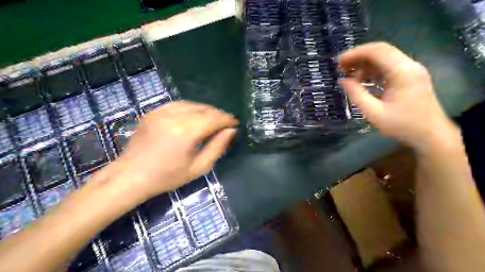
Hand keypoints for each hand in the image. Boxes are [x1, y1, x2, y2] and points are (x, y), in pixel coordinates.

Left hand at [109, 101, 238, 200]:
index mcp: (187, 132)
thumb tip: (231, 131)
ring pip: (192, 104)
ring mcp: (161, 111)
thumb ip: (217, 147)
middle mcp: (175, 116)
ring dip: (206, 110)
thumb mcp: (198, 167)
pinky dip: (191, 108)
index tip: (235, 123)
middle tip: (226, 123)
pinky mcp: (153, 112)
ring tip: (213, 119)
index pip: (214, 118)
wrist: (131, 176)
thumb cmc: (168, 176)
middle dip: (218, 114)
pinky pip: (178, 104)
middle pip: (205, 109)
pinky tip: (194, 115)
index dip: (227, 119)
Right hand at [338, 42, 458, 152]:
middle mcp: (409, 66)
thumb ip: (356, 95)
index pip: (377, 51)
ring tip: (349, 76)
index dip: (355, 53)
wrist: (431, 135)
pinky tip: (362, 81)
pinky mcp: (410, 77)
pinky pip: (388, 67)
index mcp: (402, 72)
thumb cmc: (402, 125)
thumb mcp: (374, 113)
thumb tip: (342, 81)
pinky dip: (372, 71)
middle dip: (358, 57)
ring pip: (384, 58)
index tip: (339, 61)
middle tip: (341, 67)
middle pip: (381, 51)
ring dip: (364, 65)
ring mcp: (411, 70)